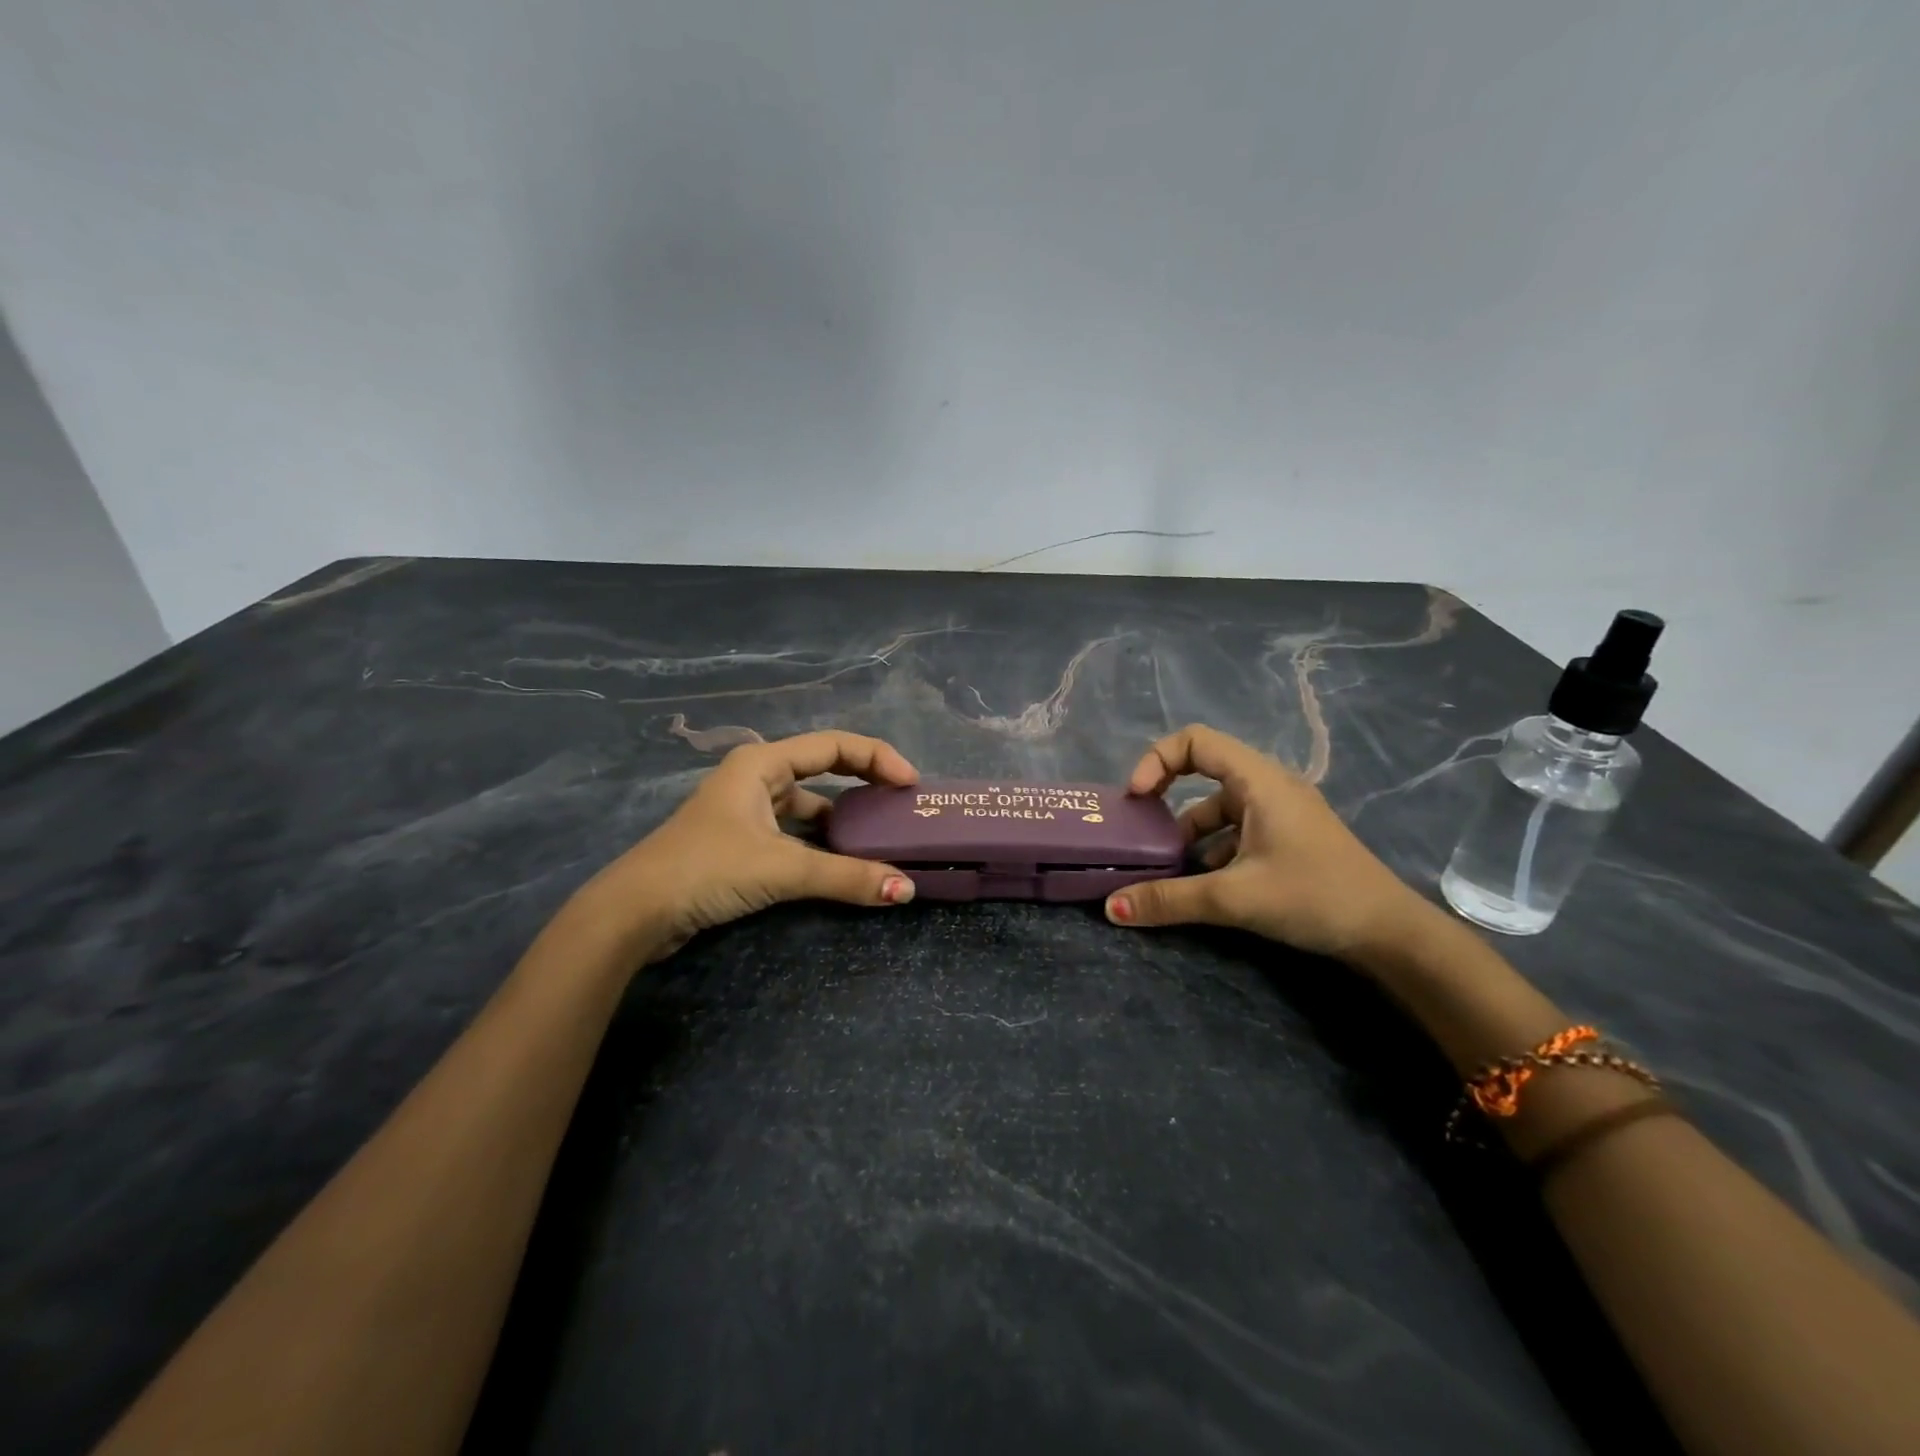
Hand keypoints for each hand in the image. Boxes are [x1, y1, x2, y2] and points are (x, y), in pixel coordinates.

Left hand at [582, 731, 918, 958]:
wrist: (634, 913)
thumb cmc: (707, 869)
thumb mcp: (782, 868)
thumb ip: (846, 876)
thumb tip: (906, 889)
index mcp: (763, 762)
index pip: (835, 745)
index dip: (878, 758)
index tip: (911, 784)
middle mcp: (756, 777)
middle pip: (824, 769)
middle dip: (865, 783)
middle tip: (902, 805)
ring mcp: (747, 810)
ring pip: (810, 805)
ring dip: (844, 820)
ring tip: (883, 837)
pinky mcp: (742, 842)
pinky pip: (796, 832)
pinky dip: (822, 844)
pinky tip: (844, 863)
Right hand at [1103, 724, 1440, 961]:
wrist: (1390, 933)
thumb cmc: (1314, 896)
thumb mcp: (1234, 898)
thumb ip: (1169, 899)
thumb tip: (1111, 908)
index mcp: (1258, 780)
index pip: (1195, 740)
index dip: (1157, 760)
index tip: (1137, 799)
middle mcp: (1268, 786)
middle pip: (1203, 771)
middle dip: (1167, 800)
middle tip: (1142, 831)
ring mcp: (1281, 812)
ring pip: (1219, 807)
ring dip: (1190, 833)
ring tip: (1167, 868)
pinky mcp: (1288, 838)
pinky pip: (1237, 830)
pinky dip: (1214, 849)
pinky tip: (1205, 884)